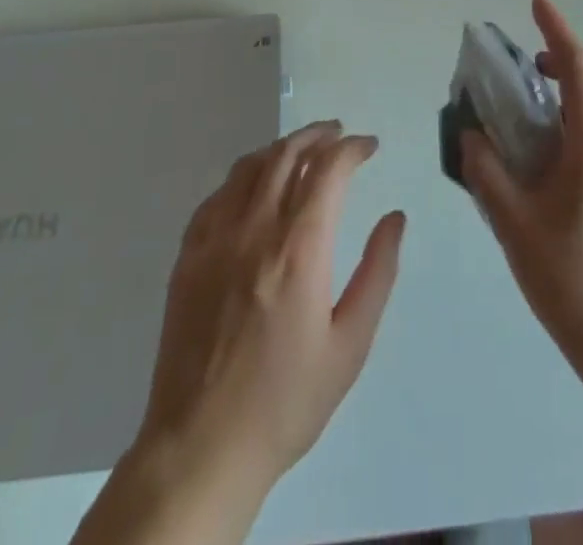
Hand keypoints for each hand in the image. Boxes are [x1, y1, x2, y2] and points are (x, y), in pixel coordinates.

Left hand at [129, 121, 404, 503]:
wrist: (201, 448)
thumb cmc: (285, 400)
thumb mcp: (349, 345)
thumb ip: (377, 273)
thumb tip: (395, 218)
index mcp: (298, 249)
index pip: (327, 169)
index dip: (352, 148)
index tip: (369, 146)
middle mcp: (254, 229)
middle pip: (287, 155)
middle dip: (318, 135)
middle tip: (339, 134)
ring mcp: (215, 238)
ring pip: (250, 166)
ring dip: (282, 148)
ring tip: (303, 150)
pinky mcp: (188, 254)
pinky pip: (219, 194)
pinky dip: (245, 176)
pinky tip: (255, 186)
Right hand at [463, 0, 582, 364]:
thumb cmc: (571, 278)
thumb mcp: (514, 222)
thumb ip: (487, 171)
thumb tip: (471, 134)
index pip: (579, 67)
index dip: (557, 30)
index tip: (536, 2)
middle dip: (570, 59)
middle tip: (531, 68)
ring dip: (577, 89)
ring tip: (533, 108)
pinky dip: (581, 118)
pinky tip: (549, 152)